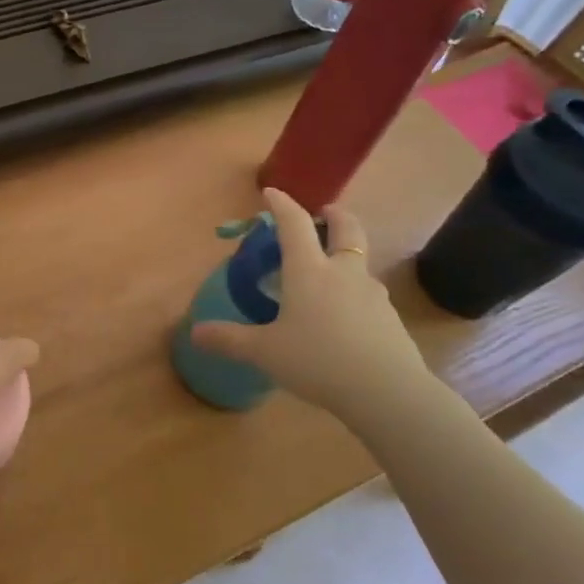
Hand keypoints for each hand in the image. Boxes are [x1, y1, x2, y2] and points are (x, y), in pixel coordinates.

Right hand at [191, 190, 428, 421]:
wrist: (386, 391)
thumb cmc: (317, 360)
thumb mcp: (264, 352)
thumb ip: (229, 339)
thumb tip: (195, 332)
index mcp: (309, 271)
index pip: (294, 225)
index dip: (282, 205)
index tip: (272, 193)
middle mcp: (343, 272)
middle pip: (346, 229)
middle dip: (334, 215)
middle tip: (324, 213)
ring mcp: (371, 293)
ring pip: (359, 261)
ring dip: (345, 255)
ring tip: (328, 273)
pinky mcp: (388, 317)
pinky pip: (367, 293)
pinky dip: (353, 291)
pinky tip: (342, 316)